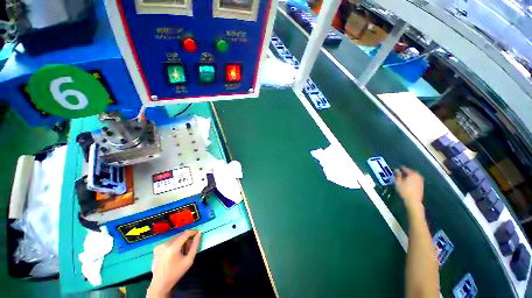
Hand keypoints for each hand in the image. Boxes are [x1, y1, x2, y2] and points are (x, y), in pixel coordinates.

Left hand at [147, 230, 200, 297]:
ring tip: (183, 250)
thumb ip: (195, 245)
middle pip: (180, 235)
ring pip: (175, 238)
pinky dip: (174, 244)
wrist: (160, 283)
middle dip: (187, 238)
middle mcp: (165, 244)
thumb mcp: (189, 260)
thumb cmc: (176, 272)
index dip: (193, 232)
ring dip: (181, 241)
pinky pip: (169, 242)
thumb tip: (199, 234)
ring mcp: (160, 245)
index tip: (198, 233)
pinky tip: (174, 253)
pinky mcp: (157, 248)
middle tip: (191, 245)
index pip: (185, 234)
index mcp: (173, 247)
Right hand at [394, 167, 423, 210]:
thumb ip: (397, 175)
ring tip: (402, 178)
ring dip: (408, 175)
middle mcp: (418, 176)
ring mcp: (420, 181)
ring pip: (413, 175)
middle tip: (399, 173)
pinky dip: (411, 179)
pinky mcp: (421, 185)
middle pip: (410, 171)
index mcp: (412, 174)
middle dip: (405, 171)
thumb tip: (396, 169)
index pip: (405, 168)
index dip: (399, 168)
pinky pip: (415, 179)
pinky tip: (407, 182)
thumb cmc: (404, 191)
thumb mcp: (398, 182)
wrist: (413, 201)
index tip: (395, 169)